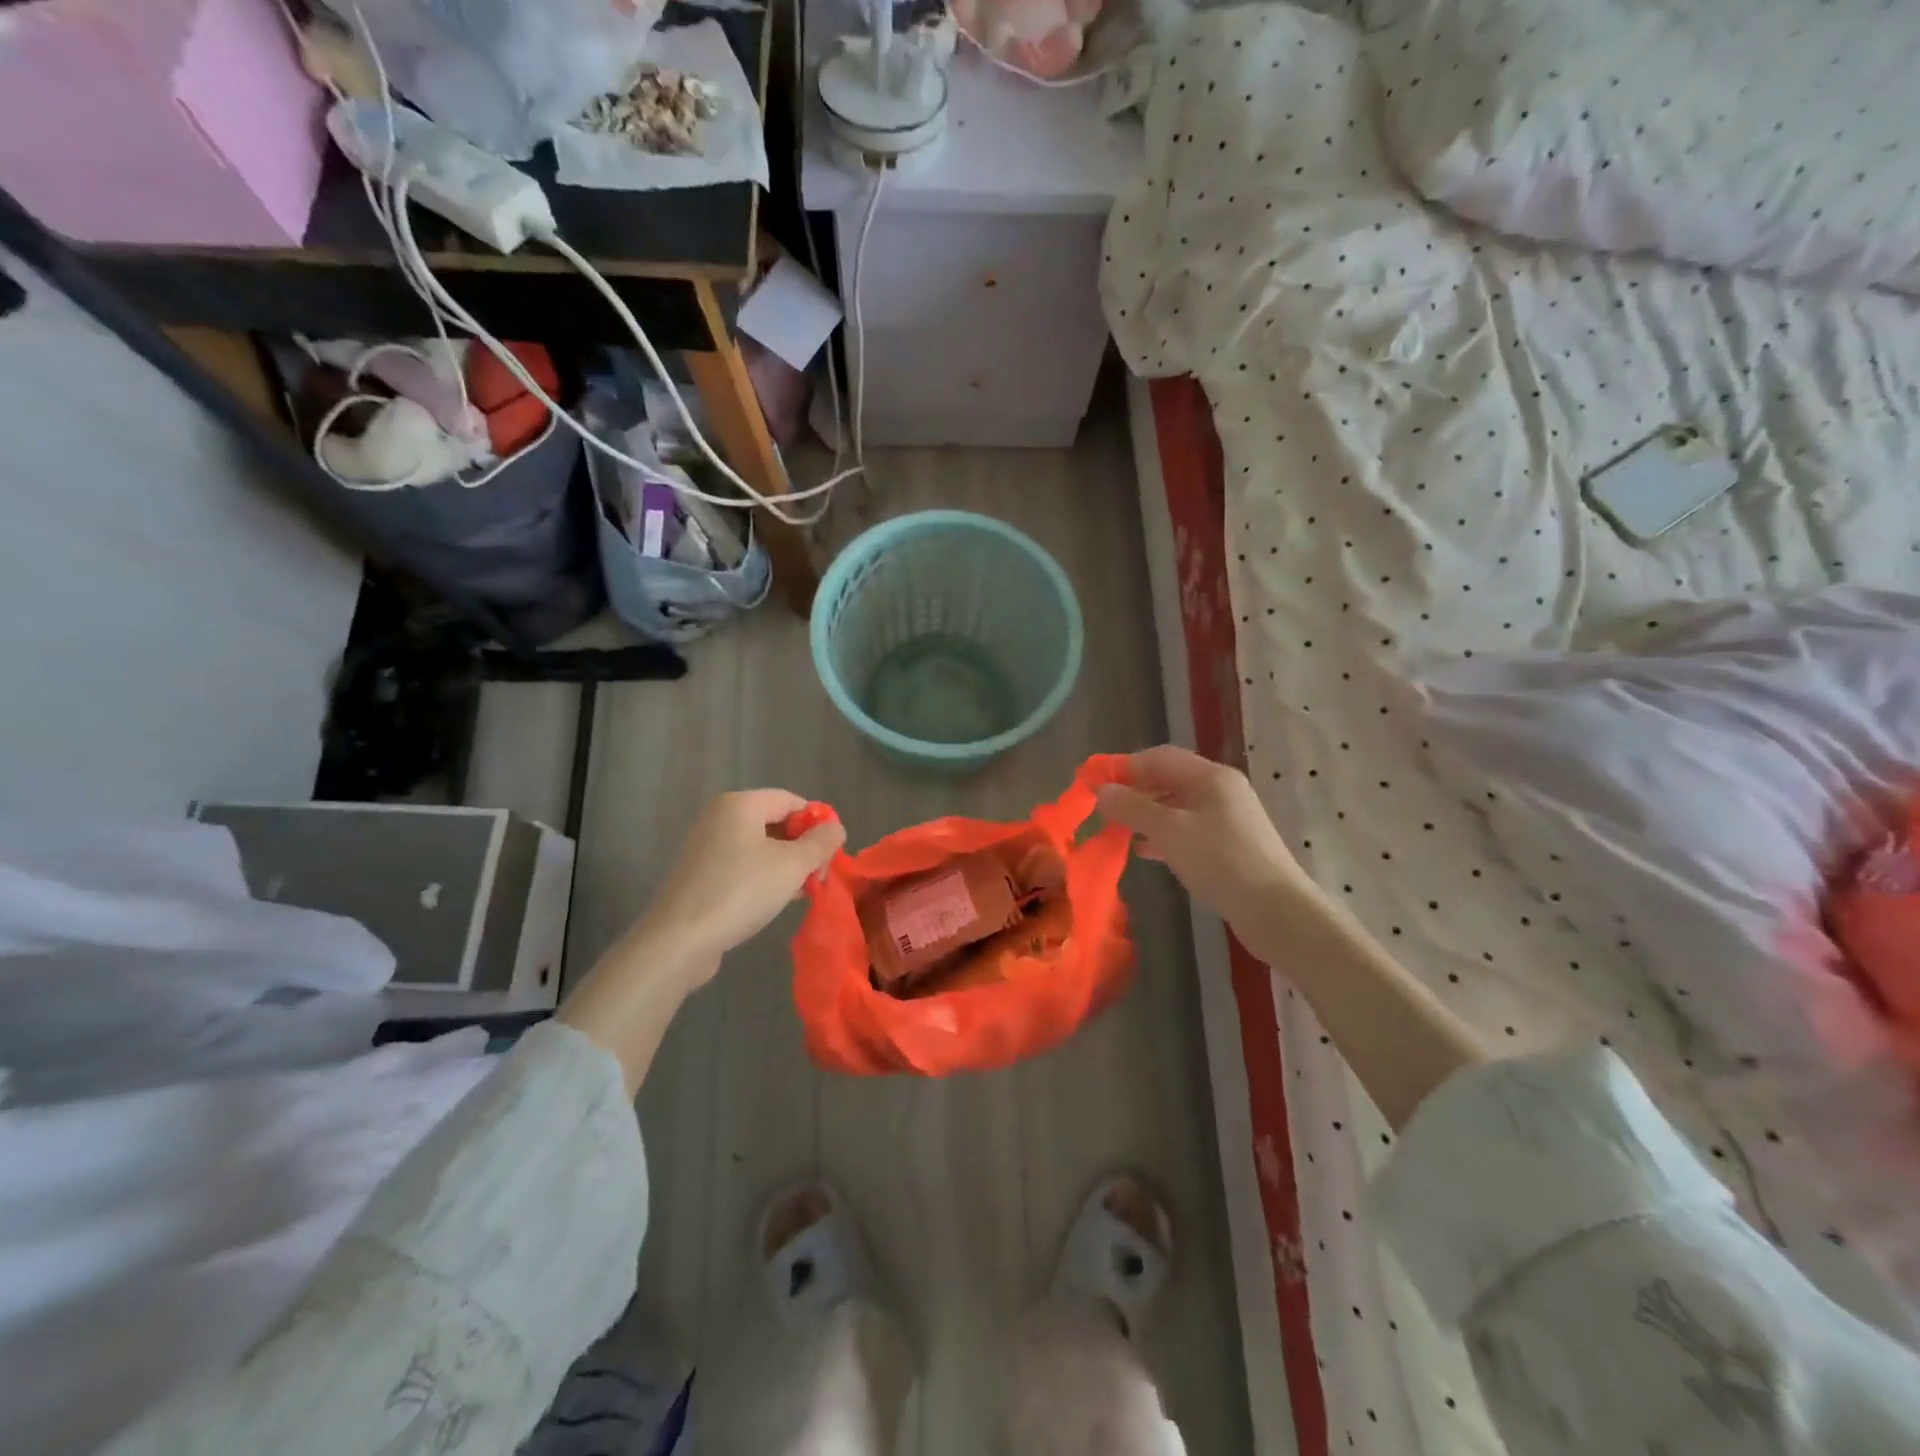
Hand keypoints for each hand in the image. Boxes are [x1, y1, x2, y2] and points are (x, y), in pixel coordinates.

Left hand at [559, 791, 843, 1093]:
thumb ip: (820, 842)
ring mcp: (705, 846)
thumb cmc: (740, 892)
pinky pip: (741, 865)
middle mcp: (719, 817)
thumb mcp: (792, 865)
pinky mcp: (699, 874)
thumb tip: (835, 827)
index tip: (832, 855)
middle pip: (775, 822)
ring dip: (786, 866)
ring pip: (760, 846)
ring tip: (800, 893)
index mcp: (739, 804)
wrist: (679, 940)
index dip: (818, 823)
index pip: (792, 800)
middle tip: (819, 878)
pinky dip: (762, 877)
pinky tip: (774, 901)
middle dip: (803, 848)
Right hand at [1096, 746, 1320, 934]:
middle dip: (1133, 791)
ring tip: (1116, 829)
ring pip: (1176, 807)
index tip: (1093, 782)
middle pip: (1168, 780)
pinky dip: (1162, 835)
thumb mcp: (1170, 831)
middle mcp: (1220, 790)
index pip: (1159, 757)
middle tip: (1102, 809)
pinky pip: (1186, 830)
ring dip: (1145, 815)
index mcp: (1211, 776)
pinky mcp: (1227, 846)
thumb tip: (1101, 791)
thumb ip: (1133, 808)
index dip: (1124, 766)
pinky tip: (1142, 850)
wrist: (1275, 910)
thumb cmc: (1220, 860)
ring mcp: (1226, 819)